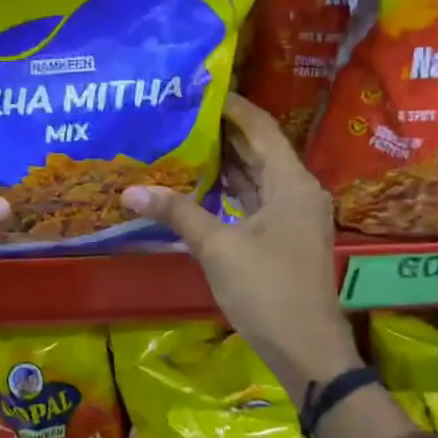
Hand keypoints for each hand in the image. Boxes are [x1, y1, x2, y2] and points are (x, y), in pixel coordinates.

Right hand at [121, 94, 359, 401]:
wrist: (307, 349)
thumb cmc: (267, 290)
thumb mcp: (217, 248)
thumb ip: (177, 212)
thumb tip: (130, 191)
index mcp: (291, 183)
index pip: (260, 127)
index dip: (231, 105)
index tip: (197, 88)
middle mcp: (297, 190)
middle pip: (258, 148)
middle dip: (221, 131)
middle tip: (179, 113)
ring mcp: (293, 215)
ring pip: (256, 175)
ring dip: (224, 160)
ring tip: (181, 140)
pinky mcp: (283, 236)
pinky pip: (254, 199)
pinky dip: (229, 189)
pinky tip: (198, 185)